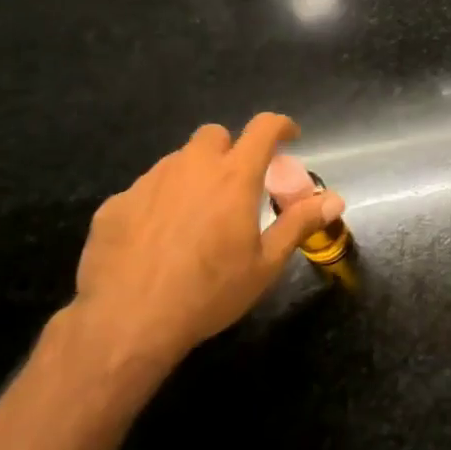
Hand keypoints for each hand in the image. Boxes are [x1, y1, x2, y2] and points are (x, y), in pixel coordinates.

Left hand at [70, 114, 343, 375]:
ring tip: (196, 216)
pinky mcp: (115, 205)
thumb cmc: (209, 292)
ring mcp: (148, 183)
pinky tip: (157, 240)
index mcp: (234, 177)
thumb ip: (299, 224)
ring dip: (193, 176)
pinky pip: (145, 191)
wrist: (128, 323)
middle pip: (214, 135)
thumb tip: (335, 200)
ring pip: (177, 161)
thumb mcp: (266, 264)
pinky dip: (158, 203)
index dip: (280, 126)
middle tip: (236, 184)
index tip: (289, 137)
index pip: (263, 128)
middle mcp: (191, 168)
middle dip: (230, 150)